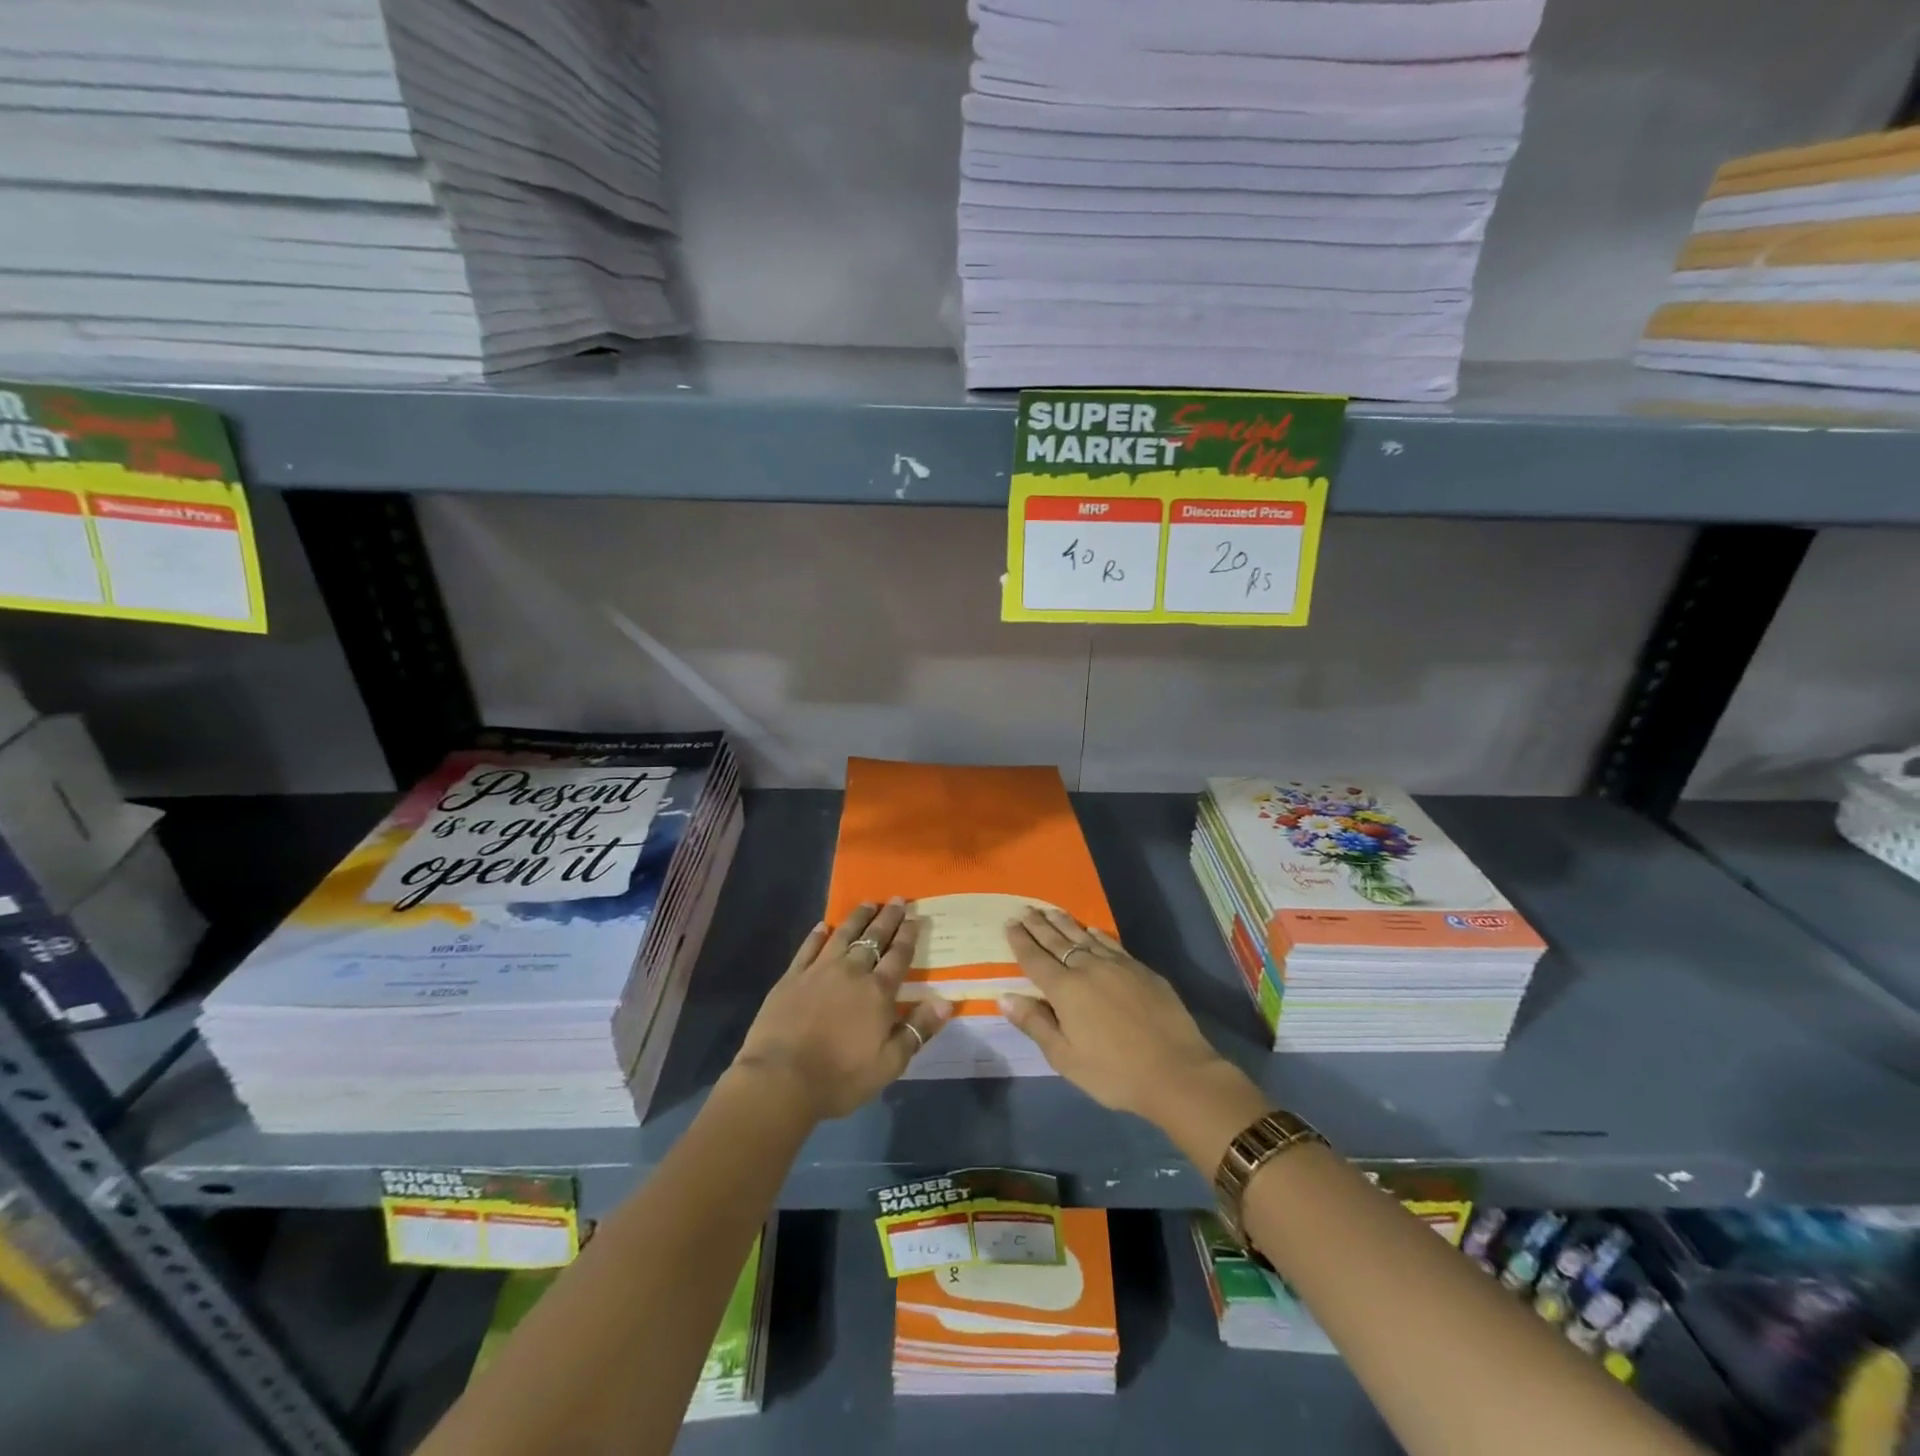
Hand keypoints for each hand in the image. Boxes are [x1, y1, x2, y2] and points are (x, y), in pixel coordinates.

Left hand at [732, 899, 952, 1120]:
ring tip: (867, 903)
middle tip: (897, 899)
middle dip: (888, 918)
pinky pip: (808, 948)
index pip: (898, 955)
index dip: (908, 934)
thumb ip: (917, 1030)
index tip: (915, 916)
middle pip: (873, 938)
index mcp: (878, 992)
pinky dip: (818, 935)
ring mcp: (819, 971)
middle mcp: (851, 972)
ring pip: (843, 936)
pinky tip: (823, 926)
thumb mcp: (889, 1064)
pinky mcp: (791, 977)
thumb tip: (946, 1002)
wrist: (781, 1079)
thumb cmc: (840, 1077)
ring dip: (857, 918)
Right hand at [1000, 908, 1237, 1122]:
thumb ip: (1035, 1024)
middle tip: (1025, 909)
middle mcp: (1088, 968)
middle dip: (1039, 925)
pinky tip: (1091, 929)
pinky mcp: (1141, 969)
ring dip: (1065, 923)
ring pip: (1084, 937)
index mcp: (1065, 990)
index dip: (1020, 940)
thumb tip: (1004, 997)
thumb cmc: (1114, 1072)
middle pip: (1057, 942)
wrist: (1176, 1071)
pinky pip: (1111, 943)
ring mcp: (1117, 965)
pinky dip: (1096, 934)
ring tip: (1051, 911)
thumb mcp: (1065, 1058)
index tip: (1009, 923)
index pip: (1035, 959)